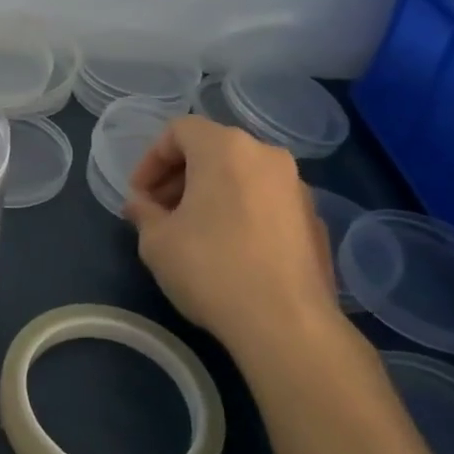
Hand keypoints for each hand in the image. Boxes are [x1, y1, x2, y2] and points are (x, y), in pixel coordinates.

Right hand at [124, 116, 339, 353]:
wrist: (287, 323)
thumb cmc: (211, 269)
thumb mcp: (157, 241)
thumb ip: (144, 212)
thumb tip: (140, 204)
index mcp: (226, 149)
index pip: (179, 130)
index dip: (150, 159)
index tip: (138, 196)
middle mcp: (266, 155)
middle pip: (213, 149)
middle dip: (179, 176)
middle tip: (159, 212)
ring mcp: (297, 187)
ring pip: (241, 174)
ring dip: (210, 193)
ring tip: (191, 232)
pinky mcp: (314, 219)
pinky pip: (265, 200)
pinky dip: (240, 210)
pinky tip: (229, 250)